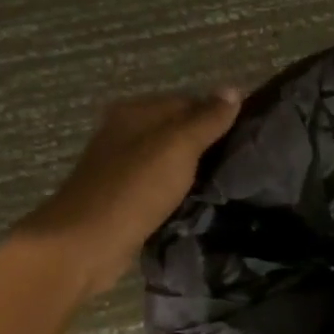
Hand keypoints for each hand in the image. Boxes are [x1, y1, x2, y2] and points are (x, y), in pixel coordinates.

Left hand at [16, 90, 242, 295]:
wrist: (86, 245)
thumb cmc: (134, 189)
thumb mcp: (178, 147)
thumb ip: (207, 120)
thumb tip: (233, 88)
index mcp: (134, 113)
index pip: (187, 102)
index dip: (217, 117)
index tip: (246, 139)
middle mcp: (124, 134)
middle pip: (177, 131)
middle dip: (207, 145)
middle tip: (241, 163)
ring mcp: (121, 168)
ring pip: (169, 160)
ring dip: (194, 171)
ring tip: (226, 183)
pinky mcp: (123, 198)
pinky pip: (160, 186)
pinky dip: (179, 192)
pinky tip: (198, 202)